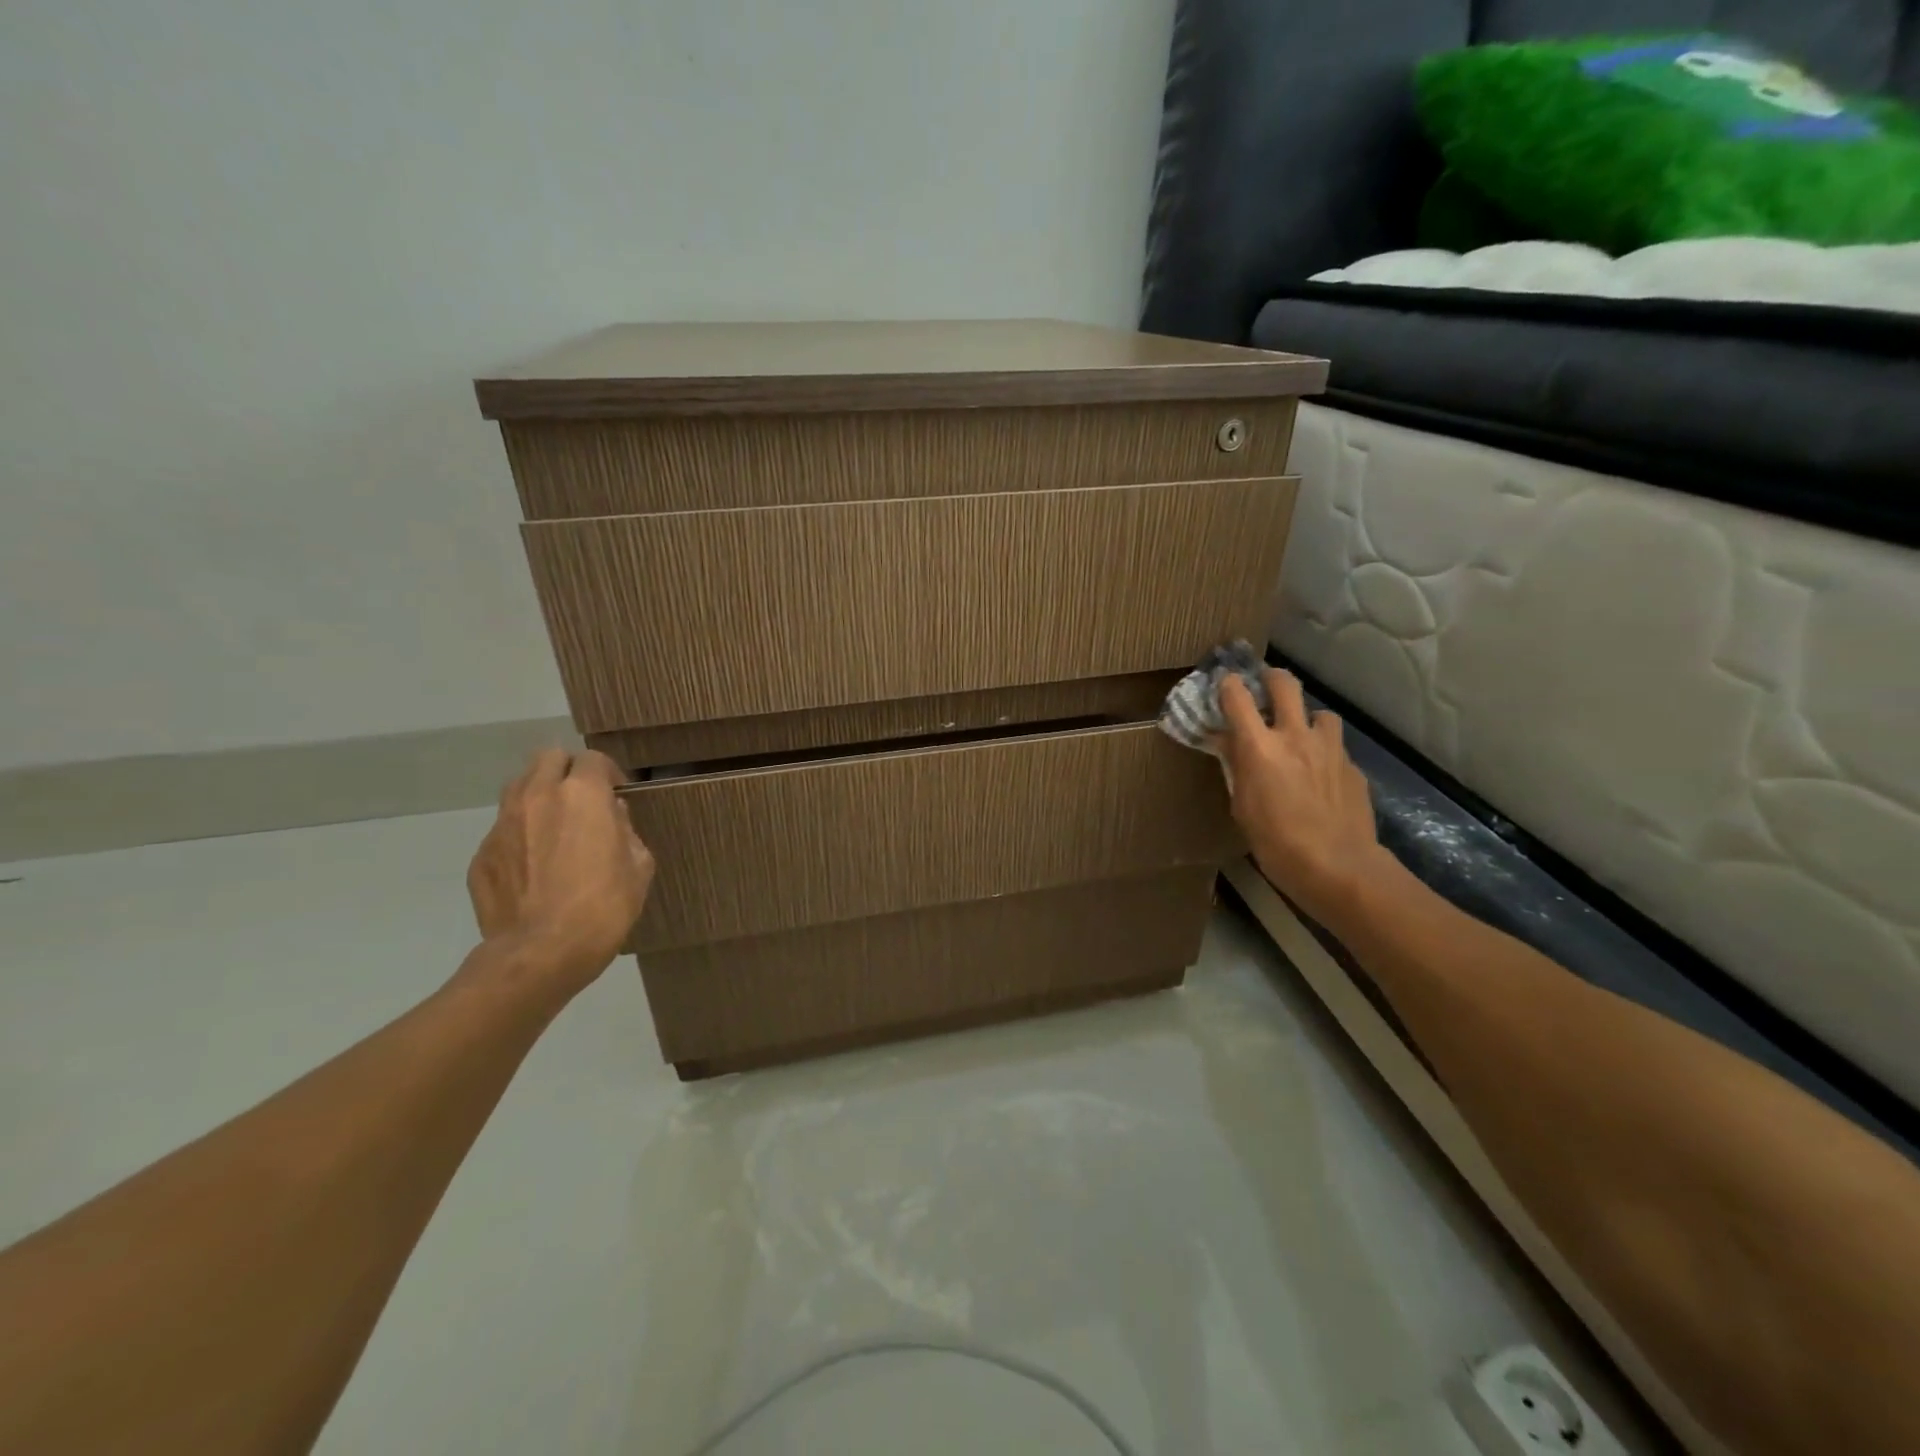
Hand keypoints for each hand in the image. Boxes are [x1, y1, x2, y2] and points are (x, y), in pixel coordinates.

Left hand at [466, 749, 654, 1001]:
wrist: (541, 953)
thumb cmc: (604, 906)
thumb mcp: (639, 867)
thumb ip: (626, 830)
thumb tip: (612, 816)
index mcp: (582, 794)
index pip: (593, 759)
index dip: (608, 773)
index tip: (617, 794)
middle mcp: (538, 797)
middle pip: (548, 758)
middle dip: (567, 771)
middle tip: (582, 800)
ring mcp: (502, 824)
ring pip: (518, 787)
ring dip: (538, 796)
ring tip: (554, 827)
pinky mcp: (481, 855)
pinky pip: (504, 830)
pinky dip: (520, 836)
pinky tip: (533, 867)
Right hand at [1216, 670, 1385, 927]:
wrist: (1337, 866)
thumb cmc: (1275, 842)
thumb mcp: (1242, 806)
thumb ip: (1238, 768)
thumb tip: (1230, 745)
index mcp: (1259, 747)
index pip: (1237, 697)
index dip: (1228, 685)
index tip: (1225, 683)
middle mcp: (1295, 736)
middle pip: (1285, 684)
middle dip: (1272, 678)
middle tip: (1265, 686)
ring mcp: (1329, 748)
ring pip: (1320, 713)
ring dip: (1308, 719)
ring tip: (1302, 737)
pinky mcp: (1353, 766)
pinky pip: (1336, 747)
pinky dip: (1325, 753)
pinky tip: (1322, 776)